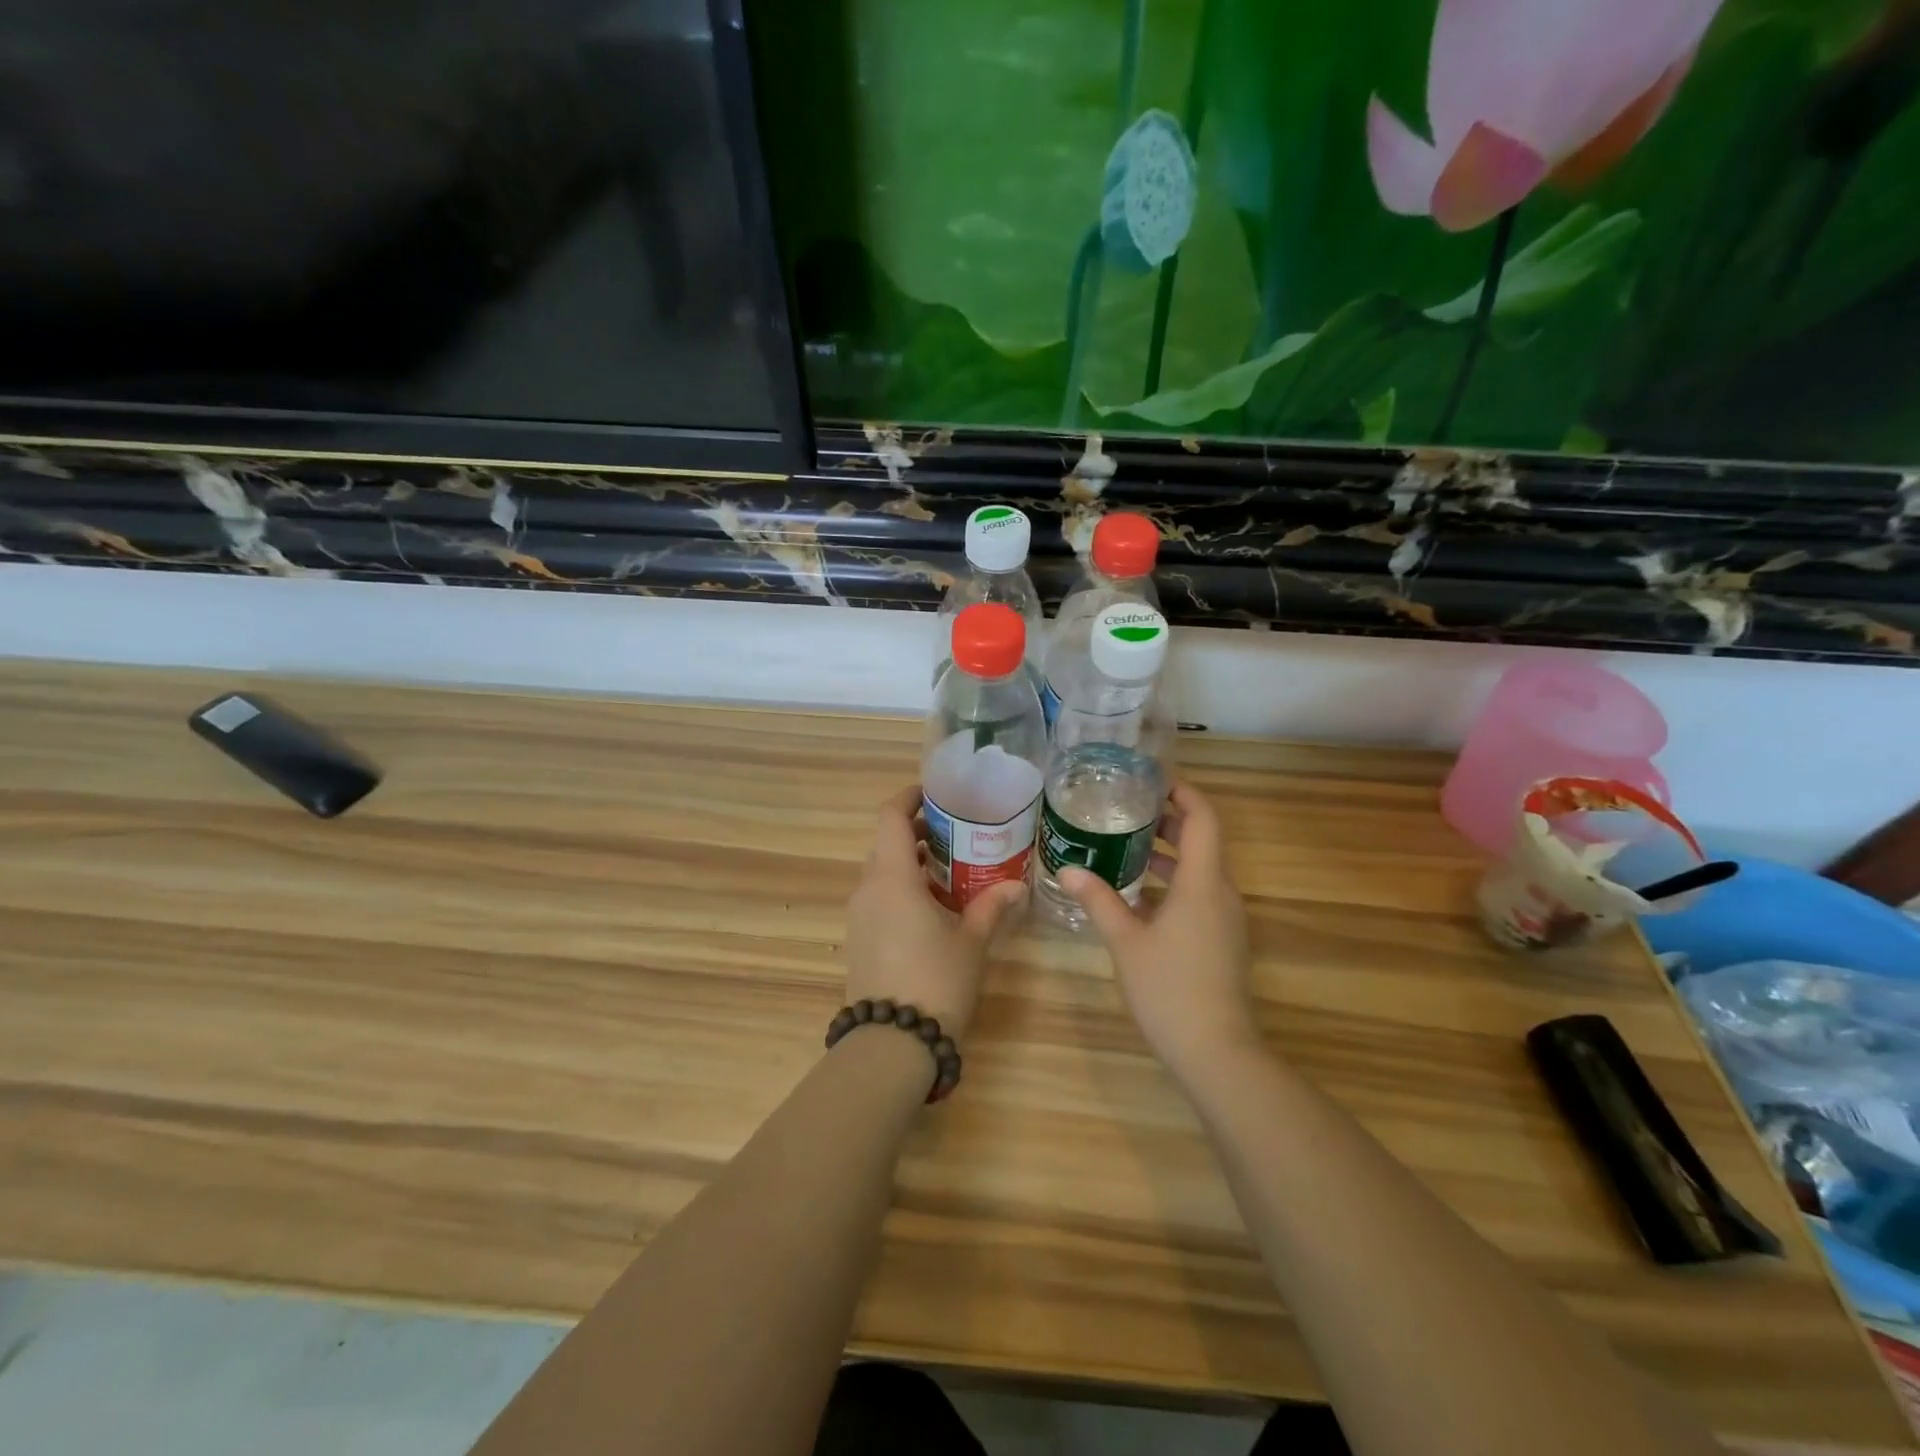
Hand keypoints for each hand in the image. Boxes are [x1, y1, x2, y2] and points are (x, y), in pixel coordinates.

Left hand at [842, 786, 1024, 1040]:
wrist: (892, 1043)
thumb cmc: (936, 981)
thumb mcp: (971, 941)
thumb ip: (991, 907)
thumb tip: (1016, 885)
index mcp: (892, 878)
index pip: (890, 818)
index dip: (909, 799)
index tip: (934, 795)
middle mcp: (868, 889)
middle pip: (886, 844)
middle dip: (917, 833)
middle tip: (955, 835)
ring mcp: (858, 916)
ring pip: (880, 873)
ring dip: (909, 863)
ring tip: (948, 871)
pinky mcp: (857, 940)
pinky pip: (877, 898)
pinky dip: (900, 889)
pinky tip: (930, 909)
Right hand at [1059, 780, 1259, 1078]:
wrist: (1216, 1051)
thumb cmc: (1169, 988)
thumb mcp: (1125, 940)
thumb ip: (1098, 900)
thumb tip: (1067, 868)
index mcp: (1202, 882)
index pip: (1203, 818)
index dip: (1183, 792)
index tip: (1151, 779)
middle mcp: (1221, 892)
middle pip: (1202, 840)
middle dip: (1167, 820)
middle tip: (1126, 809)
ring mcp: (1225, 918)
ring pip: (1199, 869)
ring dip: (1167, 854)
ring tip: (1123, 846)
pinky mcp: (1222, 940)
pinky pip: (1198, 895)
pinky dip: (1171, 883)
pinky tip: (1136, 896)